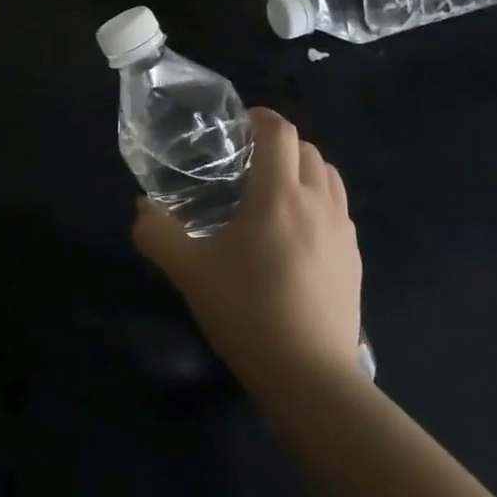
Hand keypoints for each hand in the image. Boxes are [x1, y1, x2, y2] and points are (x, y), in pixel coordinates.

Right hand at [132, 107, 362, 379]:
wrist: (311, 378)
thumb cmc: (247, 311)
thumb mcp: (189, 271)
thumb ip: (157, 234)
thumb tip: (141, 209)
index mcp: (279, 195)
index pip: (281, 132)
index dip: (262, 118)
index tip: (239, 125)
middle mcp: (317, 203)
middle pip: (309, 150)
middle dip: (281, 144)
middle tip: (249, 162)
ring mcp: (342, 232)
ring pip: (330, 178)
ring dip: (305, 170)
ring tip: (275, 192)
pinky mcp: (355, 261)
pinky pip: (339, 211)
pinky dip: (320, 202)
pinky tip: (296, 234)